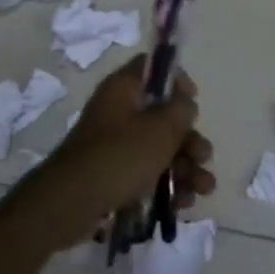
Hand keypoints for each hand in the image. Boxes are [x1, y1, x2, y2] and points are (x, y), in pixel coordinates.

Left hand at [30, 54, 215, 244]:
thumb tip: (185, 101)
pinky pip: (146, 174)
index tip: (193, 100)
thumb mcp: (161, 128)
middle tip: (204, 157)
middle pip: (163, 116)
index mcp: (124, 88)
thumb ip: (181, 109)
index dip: (176, 80)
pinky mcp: (112, 175)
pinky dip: (166, 185)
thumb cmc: (119, 156)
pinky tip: (183, 203)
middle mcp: (118, 112)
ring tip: (203, 189)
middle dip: (189, 139)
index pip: (152, 68)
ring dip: (185, 167)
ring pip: (159, 149)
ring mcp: (114, 145)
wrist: (69, 205)